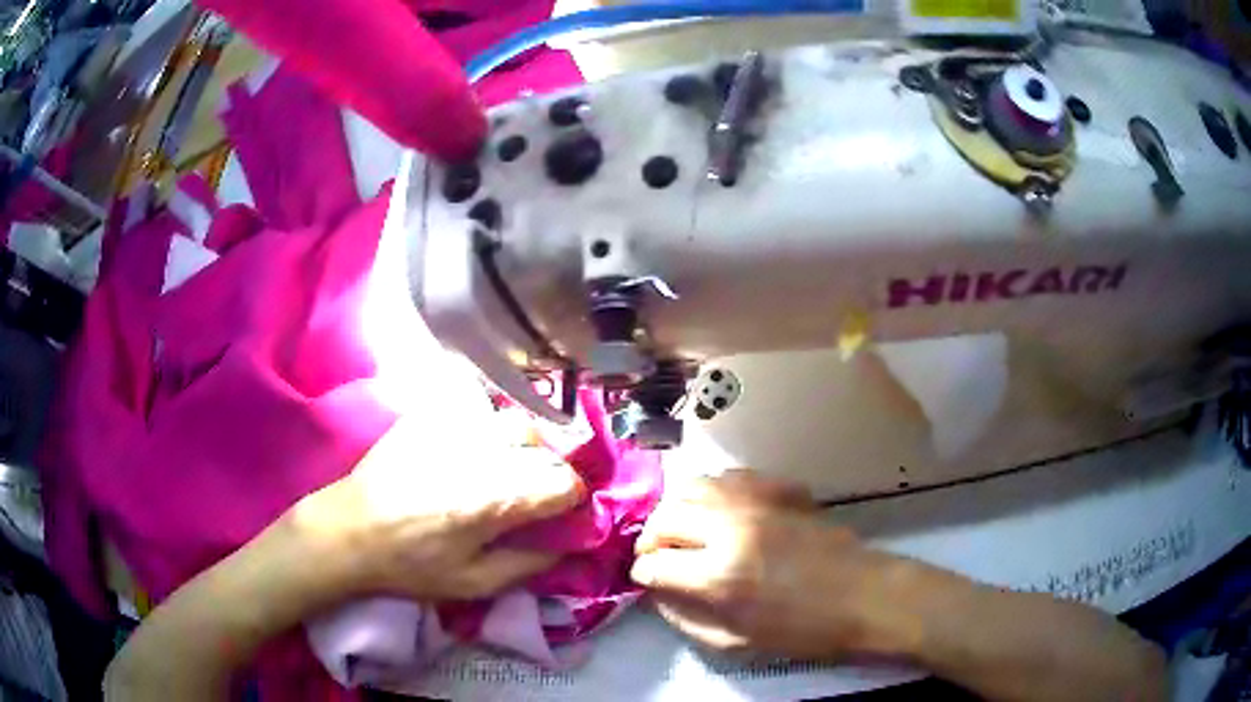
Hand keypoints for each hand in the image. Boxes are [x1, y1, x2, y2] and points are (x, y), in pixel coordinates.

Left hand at [292, 412, 585, 603]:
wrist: (350, 529)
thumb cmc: (412, 563)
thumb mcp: (475, 583)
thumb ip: (530, 564)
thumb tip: (567, 545)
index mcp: (496, 499)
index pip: (566, 482)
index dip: (573, 501)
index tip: (562, 515)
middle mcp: (483, 453)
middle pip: (548, 448)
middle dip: (553, 473)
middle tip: (536, 496)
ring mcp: (456, 427)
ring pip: (518, 422)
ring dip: (528, 447)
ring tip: (510, 469)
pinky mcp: (432, 415)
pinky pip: (481, 411)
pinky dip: (493, 430)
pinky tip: (478, 450)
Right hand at [631, 471, 906, 660]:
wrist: (863, 595)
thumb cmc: (804, 630)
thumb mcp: (737, 642)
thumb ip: (687, 619)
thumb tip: (658, 594)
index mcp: (719, 576)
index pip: (654, 564)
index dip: (643, 575)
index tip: (647, 581)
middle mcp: (730, 529)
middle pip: (664, 517)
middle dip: (649, 539)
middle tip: (657, 556)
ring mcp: (756, 502)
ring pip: (692, 486)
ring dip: (676, 510)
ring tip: (681, 531)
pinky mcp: (778, 489)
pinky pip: (729, 476)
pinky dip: (712, 492)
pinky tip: (718, 511)